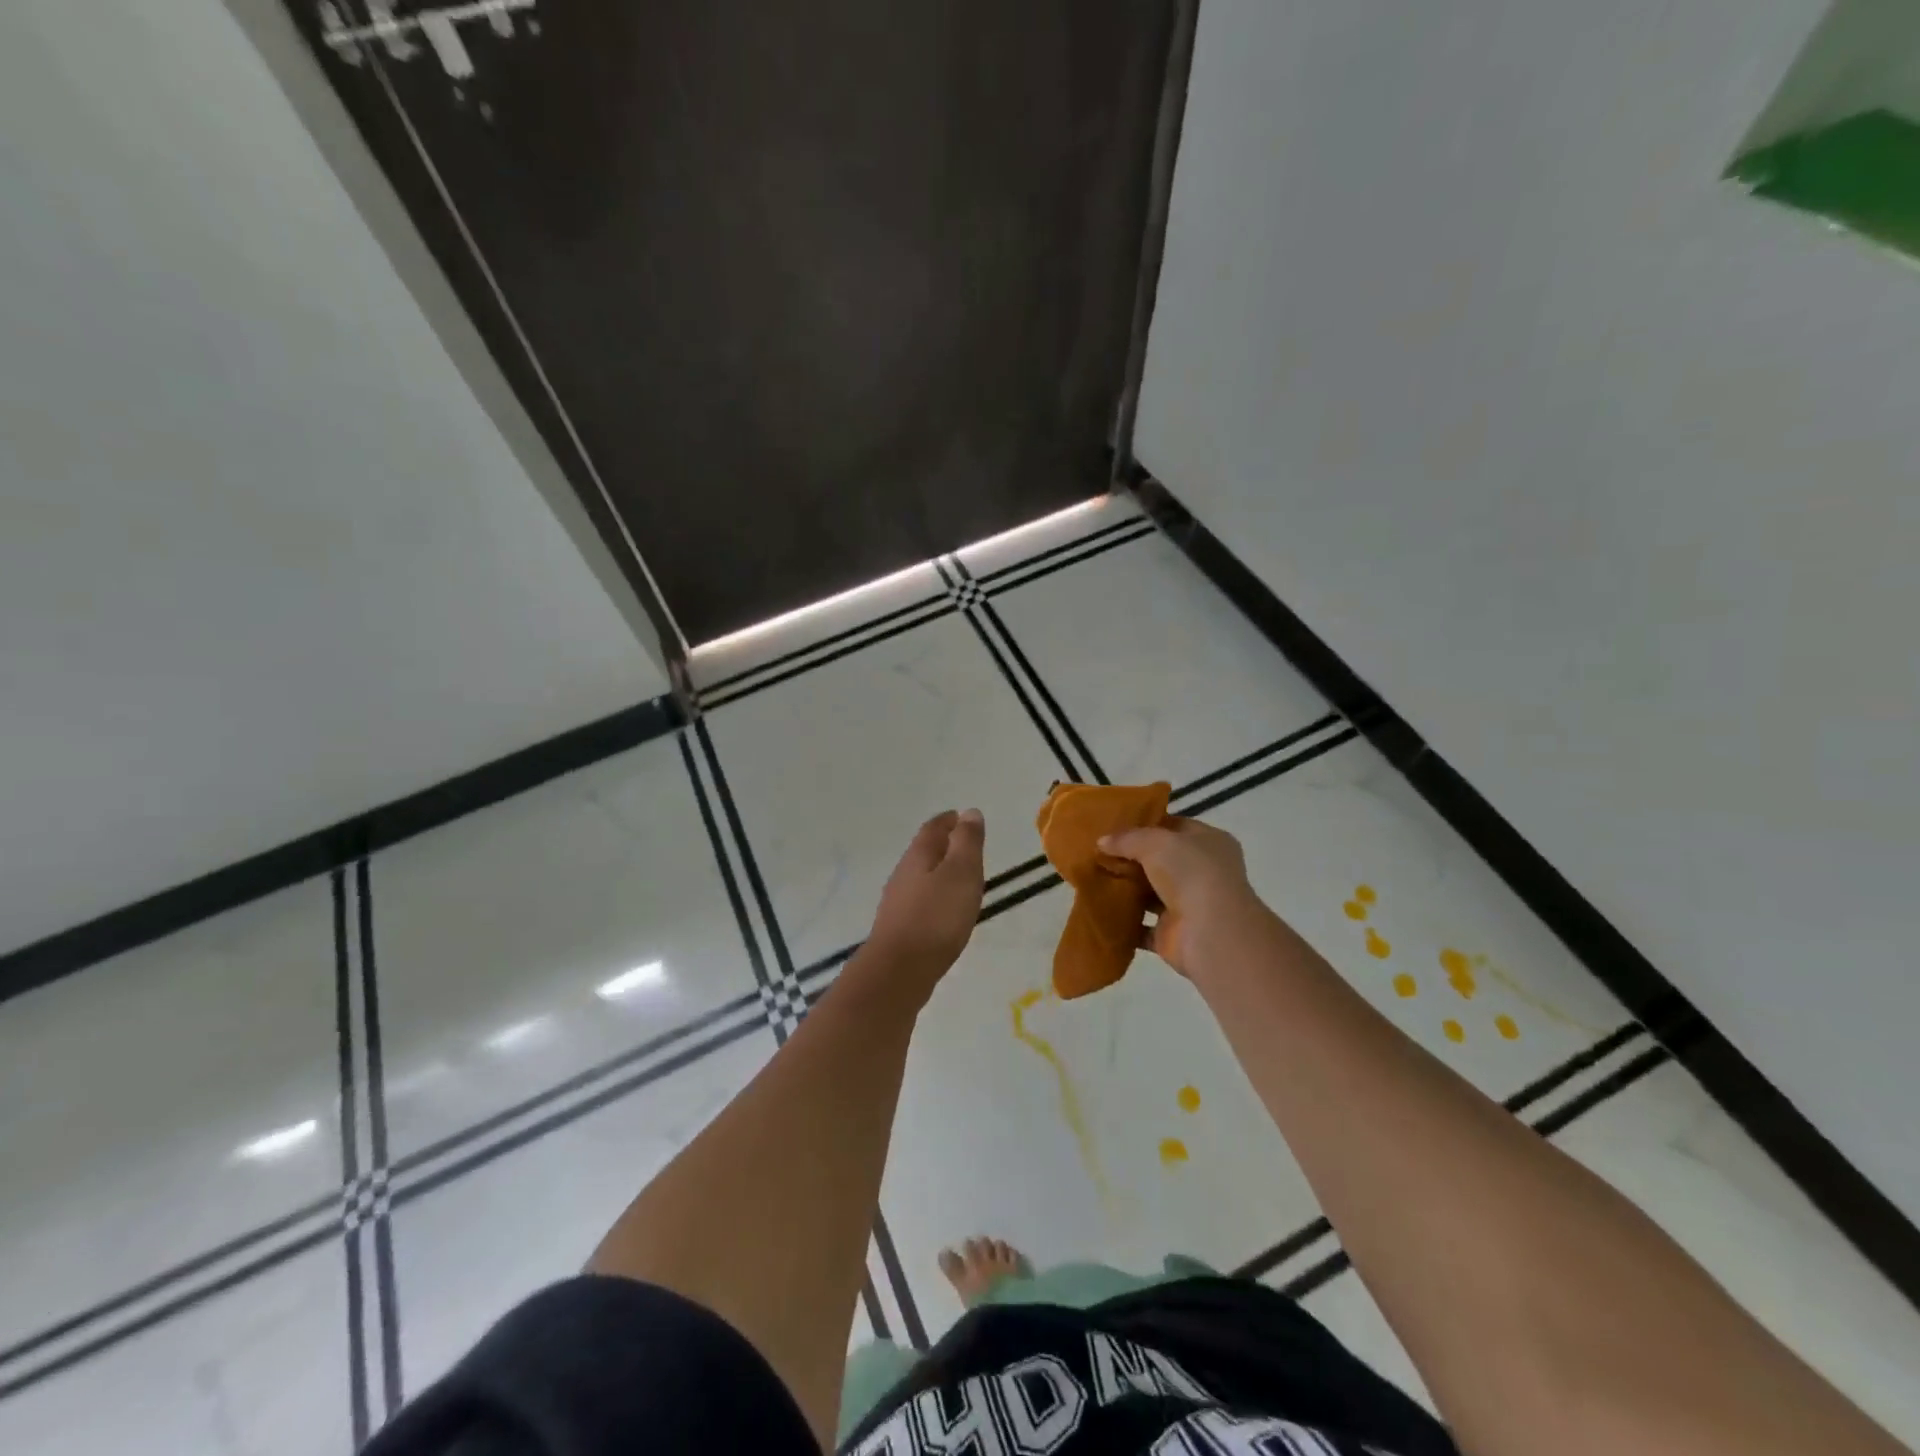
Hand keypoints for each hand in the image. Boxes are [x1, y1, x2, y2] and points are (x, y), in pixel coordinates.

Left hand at [865, 809, 985, 990]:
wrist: (900, 970)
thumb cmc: (937, 917)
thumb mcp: (961, 873)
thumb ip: (967, 842)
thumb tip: (969, 812)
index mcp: (918, 855)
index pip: (933, 828)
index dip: (949, 821)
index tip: (961, 817)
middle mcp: (903, 873)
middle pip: (924, 851)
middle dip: (943, 845)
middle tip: (964, 845)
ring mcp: (897, 902)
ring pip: (920, 877)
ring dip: (938, 872)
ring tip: (959, 878)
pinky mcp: (899, 928)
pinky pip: (919, 901)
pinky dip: (934, 896)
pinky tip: (944, 911)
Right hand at [1099, 817, 1262, 978]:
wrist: (1210, 933)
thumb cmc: (1191, 874)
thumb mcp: (1156, 842)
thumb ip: (1128, 838)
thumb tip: (1102, 842)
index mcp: (1209, 842)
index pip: (1174, 827)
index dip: (1145, 824)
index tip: (1113, 825)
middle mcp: (1201, 872)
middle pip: (1160, 860)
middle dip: (1130, 857)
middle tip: (1097, 851)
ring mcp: (1187, 904)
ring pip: (1149, 892)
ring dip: (1125, 888)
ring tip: (1092, 876)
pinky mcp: (1171, 933)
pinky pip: (1140, 924)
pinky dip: (1122, 919)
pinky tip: (1098, 908)